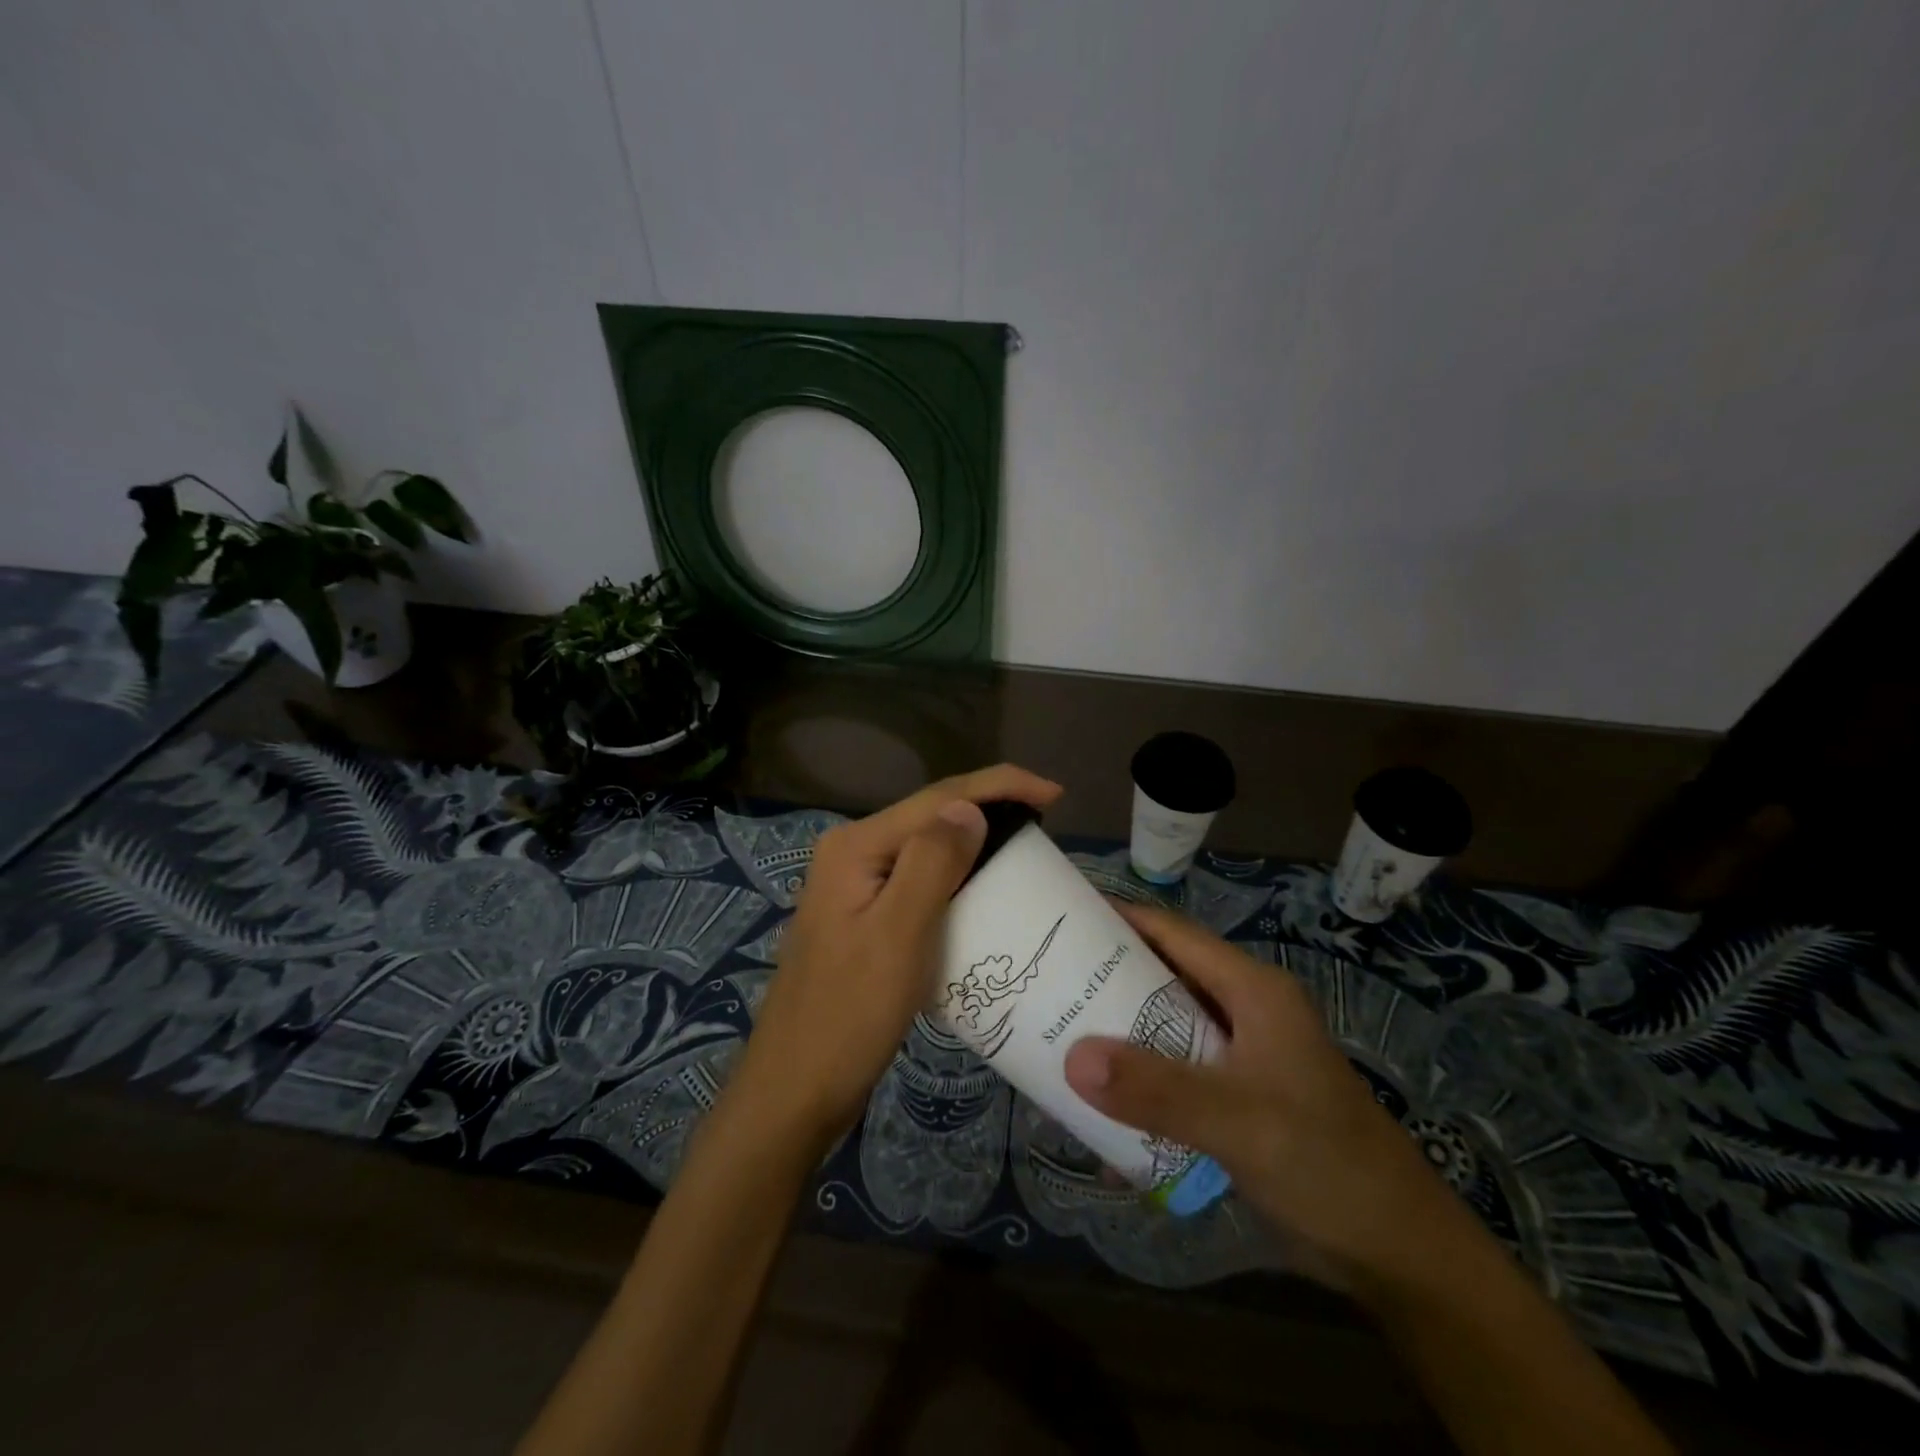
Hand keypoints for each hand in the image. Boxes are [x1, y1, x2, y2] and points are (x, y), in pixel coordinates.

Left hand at [732, 765, 1063, 1144]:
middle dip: (990, 809)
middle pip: (932, 816)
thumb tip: (970, 807)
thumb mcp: (898, 933)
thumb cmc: (849, 1014)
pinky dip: (958, 879)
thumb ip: (932, 862)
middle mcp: (853, 854)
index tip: (1056, 794)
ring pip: (927, 849)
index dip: (1000, 785)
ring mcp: (856, 888)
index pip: (938, 797)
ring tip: (1026, 851)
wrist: (796, 1090)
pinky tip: (984, 891)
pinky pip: (920, 883)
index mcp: (857, 846)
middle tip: (1047, 827)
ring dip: (976, 843)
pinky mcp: (865, 919)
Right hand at [1063, 902, 1462, 1289]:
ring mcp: (1242, 1057)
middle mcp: (1244, 1011)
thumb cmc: (1326, 1164)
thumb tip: (1072, 1058)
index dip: (1119, 918)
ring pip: (1165, 1027)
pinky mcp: (1238, 1098)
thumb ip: (1156, 1089)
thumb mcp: (1239, 1121)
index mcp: (1252, 991)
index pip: (1173, 933)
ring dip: (1119, 1034)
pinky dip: (1140, 1081)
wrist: (1398, 1255)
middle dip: (1106, 979)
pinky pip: (1175, 1073)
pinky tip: (1100, 1104)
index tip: (1060, 919)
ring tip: (1058, 1035)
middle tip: (1046, 982)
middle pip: (1163, 977)